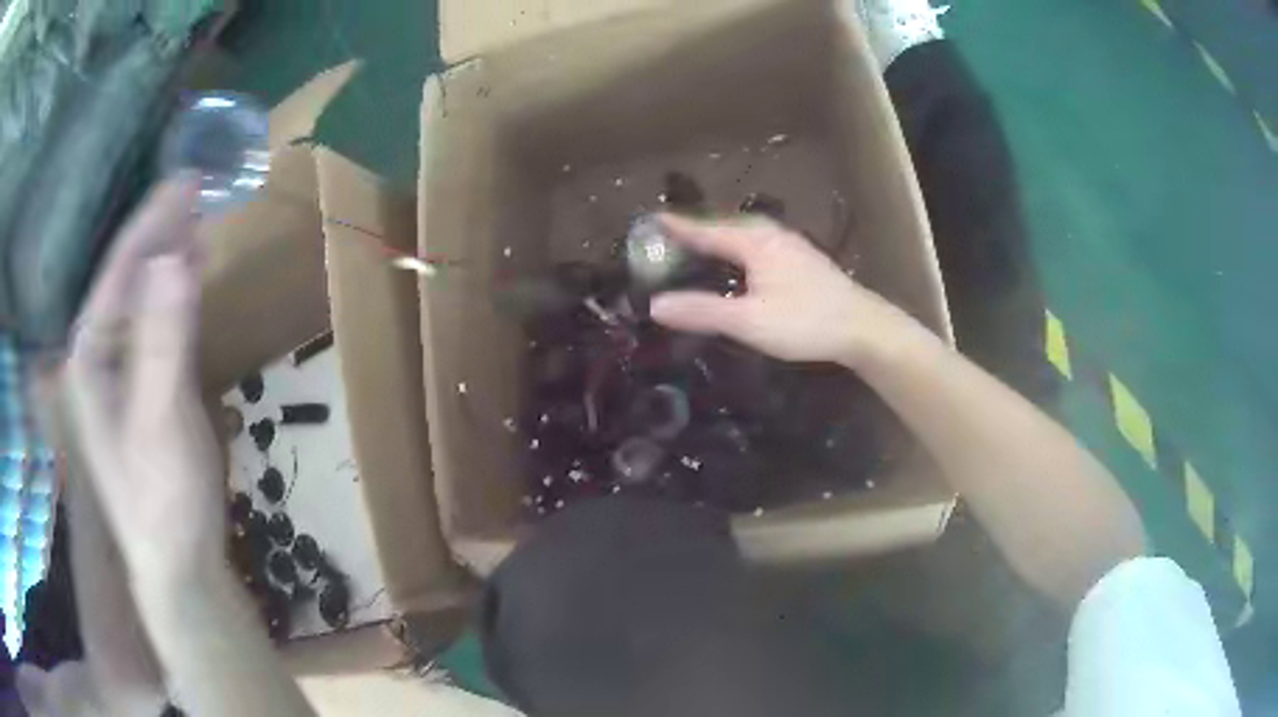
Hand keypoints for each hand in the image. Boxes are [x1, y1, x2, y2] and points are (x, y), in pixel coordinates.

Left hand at [65, 177, 223, 583]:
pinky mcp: (141, 386)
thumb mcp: (161, 419)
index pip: (120, 269)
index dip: (153, 221)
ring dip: (168, 256)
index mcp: (91, 355)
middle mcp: (98, 354)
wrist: (177, 564)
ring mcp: (118, 371)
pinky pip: (154, 322)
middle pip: (128, 276)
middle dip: (160, 231)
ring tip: (197, 218)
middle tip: (200, 189)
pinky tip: (190, 274)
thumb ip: (163, 338)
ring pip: (141, 296)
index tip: (190, 180)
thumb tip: (176, 255)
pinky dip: (174, 292)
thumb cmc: (163, 499)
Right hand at [649, 214, 910, 366]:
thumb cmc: (806, 321)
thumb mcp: (750, 321)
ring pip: (741, 236)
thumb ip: (703, 311)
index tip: (648, 220)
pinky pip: (754, 246)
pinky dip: (734, 251)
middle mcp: (769, 235)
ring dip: (715, 240)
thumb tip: (656, 305)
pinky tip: (735, 265)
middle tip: (665, 237)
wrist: (863, 328)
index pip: (704, 229)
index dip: (676, 226)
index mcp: (754, 241)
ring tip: (692, 248)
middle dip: (694, 230)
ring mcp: (787, 245)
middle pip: (722, 227)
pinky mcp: (799, 260)